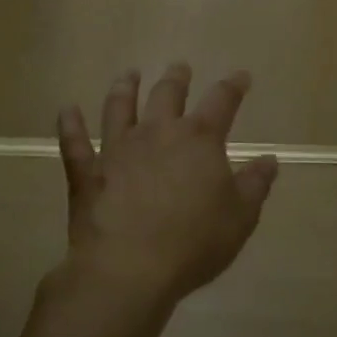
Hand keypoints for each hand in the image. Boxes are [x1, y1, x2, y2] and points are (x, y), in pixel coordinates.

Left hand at [55, 64, 278, 309]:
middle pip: (167, 94)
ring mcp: (117, 148)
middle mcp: (157, 132)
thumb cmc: (193, 242)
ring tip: (129, 75)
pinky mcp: (87, 172)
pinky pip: (75, 142)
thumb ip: (255, 184)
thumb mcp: (240, 216)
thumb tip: (269, 159)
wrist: (129, 268)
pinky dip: (70, 124)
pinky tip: (67, 110)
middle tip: (180, 68)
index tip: (240, 77)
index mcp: (199, 139)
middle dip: (177, 79)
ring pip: (120, 107)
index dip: (233, 86)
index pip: (222, 101)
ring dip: (125, 88)